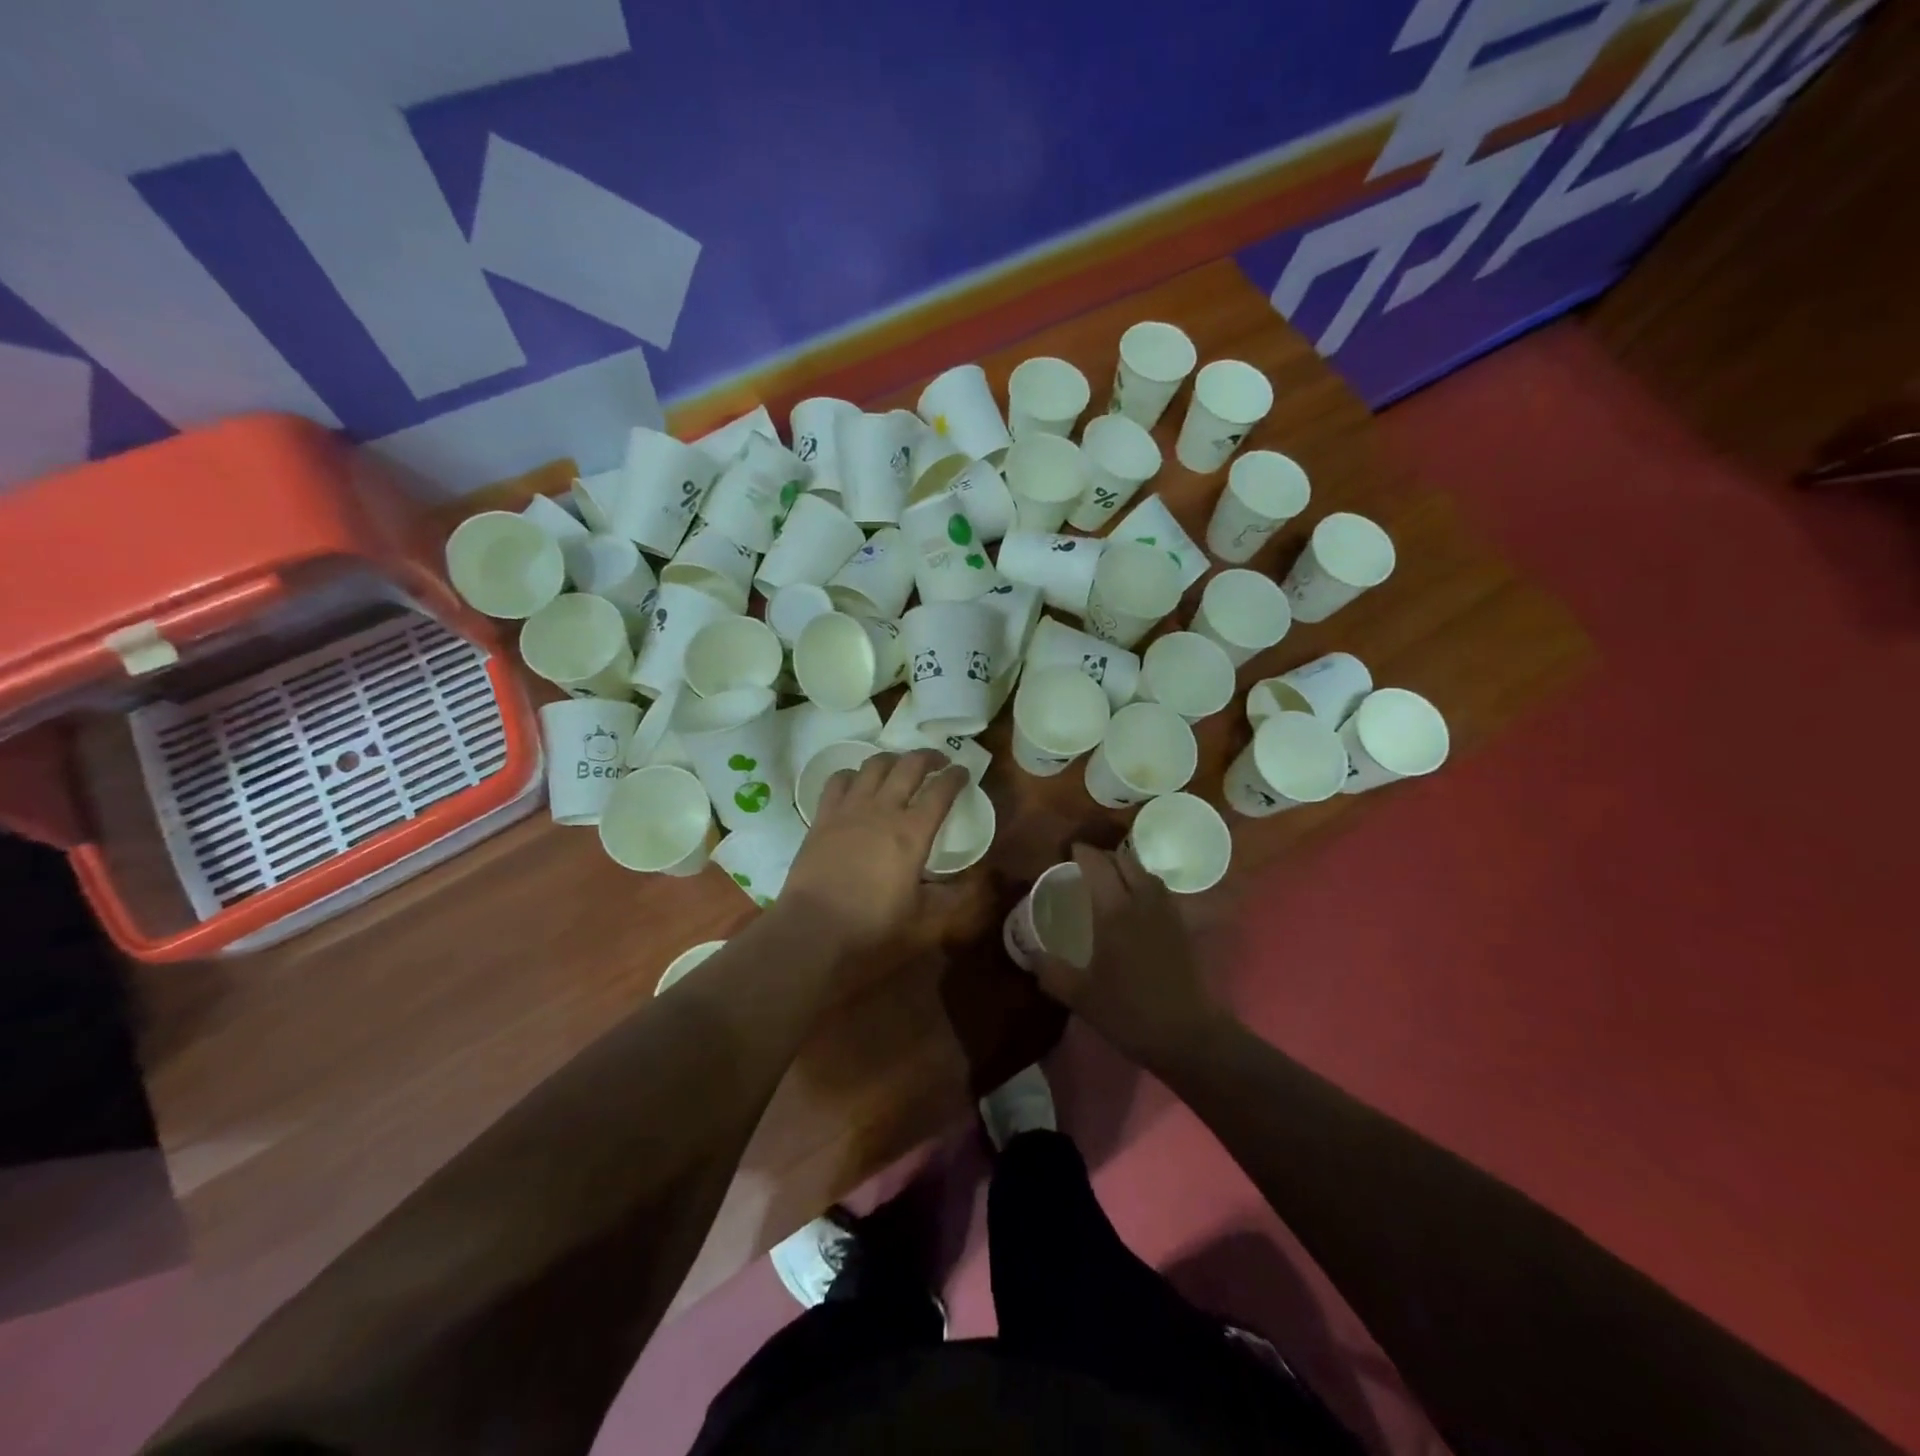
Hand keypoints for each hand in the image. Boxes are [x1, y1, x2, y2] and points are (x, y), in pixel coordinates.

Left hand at [781, 750, 969, 954]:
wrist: (813, 931)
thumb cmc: (872, 928)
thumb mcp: (924, 921)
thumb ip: (952, 898)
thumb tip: (974, 883)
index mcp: (913, 832)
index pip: (941, 790)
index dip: (956, 777)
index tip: (963, 772)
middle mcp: (883, 810)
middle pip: (909, 765)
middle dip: (928, 757)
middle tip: (938, 762)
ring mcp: (850, 809)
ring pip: (874, 764)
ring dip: (892, 759)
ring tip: (900, 766)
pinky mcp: (823, 816)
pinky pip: (839, 780)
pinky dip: (853, 774)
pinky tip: (858, 783)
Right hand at [1035, 844, 1230, 1067]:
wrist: (1187, 1035)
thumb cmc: (1128, 1012)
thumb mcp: (1079, 995)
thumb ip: (1050, 971)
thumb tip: (1031, 954)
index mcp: (1114, 911)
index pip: (1098, 865)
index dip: (1083, 853)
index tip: (1069, 851)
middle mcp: (1142, 902)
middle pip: (1125, 861)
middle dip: (1105, 857)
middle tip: (1087, 865)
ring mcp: (1167, 913)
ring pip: (1146, 874)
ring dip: (1127, 868)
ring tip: (1112, 879)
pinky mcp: (1182, 928)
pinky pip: (1160, 892)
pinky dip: (1144, 886)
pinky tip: (1136, 905)